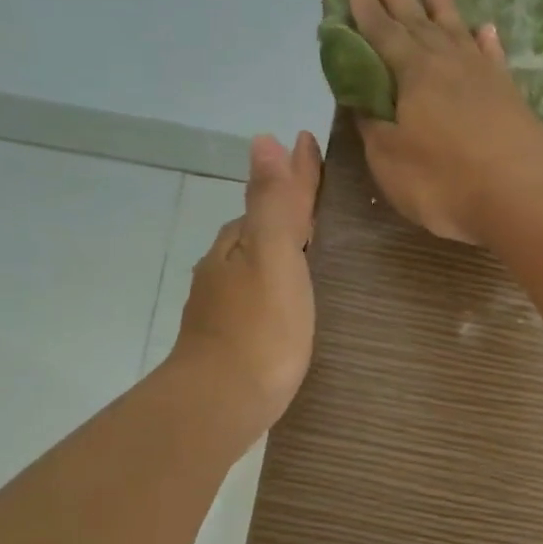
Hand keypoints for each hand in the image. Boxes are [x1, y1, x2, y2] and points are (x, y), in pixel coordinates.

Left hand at [170, 131, 322, 431]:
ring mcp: (223, 304)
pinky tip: (288, 297)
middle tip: (321, 194)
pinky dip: (276, 282)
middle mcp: (224, 267)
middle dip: (287, 208)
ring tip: (312, 244)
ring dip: (280, 247)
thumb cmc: (259, 331)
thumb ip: (274, 203)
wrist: (221, 403)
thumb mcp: (273, 258)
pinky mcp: (231, 337)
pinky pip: (258, 293)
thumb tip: (265, 140)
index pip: (272, 197)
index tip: (311, 146)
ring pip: (256, 261)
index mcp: (238, 243)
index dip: (295, 174)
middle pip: (261, 227)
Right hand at [349, 0, 542, 244]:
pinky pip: (493, 56)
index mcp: (413, 75)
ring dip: (444, 3)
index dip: (367, 13)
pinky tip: (484, 28)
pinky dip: (486, 40)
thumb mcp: (390, 160)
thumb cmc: (443, 181)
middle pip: (419, 22)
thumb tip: (361, 99)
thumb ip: (373, 126)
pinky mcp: (510, 94)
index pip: (384, 36)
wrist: (519, 193)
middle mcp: (448, 64)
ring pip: (458, 29)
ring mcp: (483, 76)